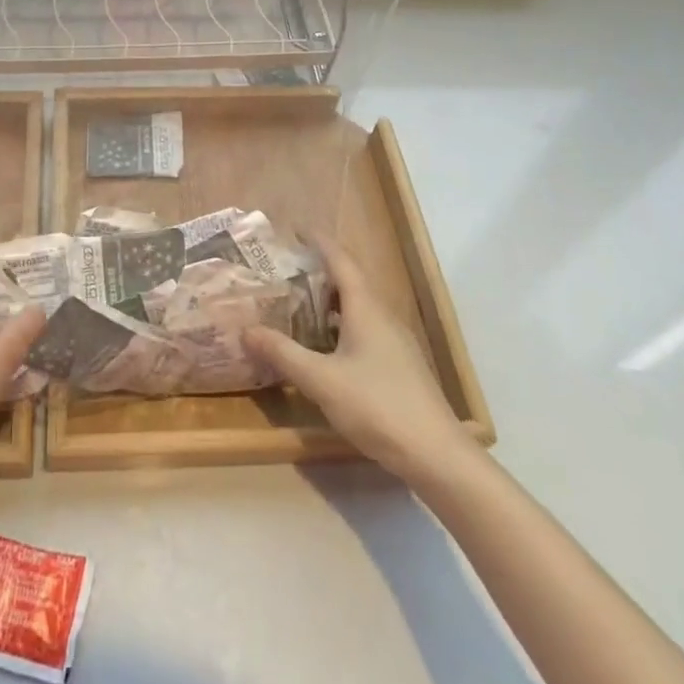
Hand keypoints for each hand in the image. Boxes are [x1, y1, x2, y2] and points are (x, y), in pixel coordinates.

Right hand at [244, 234, 471, 483]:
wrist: (436, 455)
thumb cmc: (377, 406)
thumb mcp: (321, 380)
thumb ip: (283, 353)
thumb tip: (246, 329)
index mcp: (366, 308)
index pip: (341, 260)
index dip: (319, 242)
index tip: (296, 229)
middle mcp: (382, 315)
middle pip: (351, 280)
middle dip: (320, 269)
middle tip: (287, 267)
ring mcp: (395, 341)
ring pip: (358, 306)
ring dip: (330, 298)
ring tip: (298, 301)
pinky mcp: (399, 364)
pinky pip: (364, 327)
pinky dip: (340, 323)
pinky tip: (323, 344)